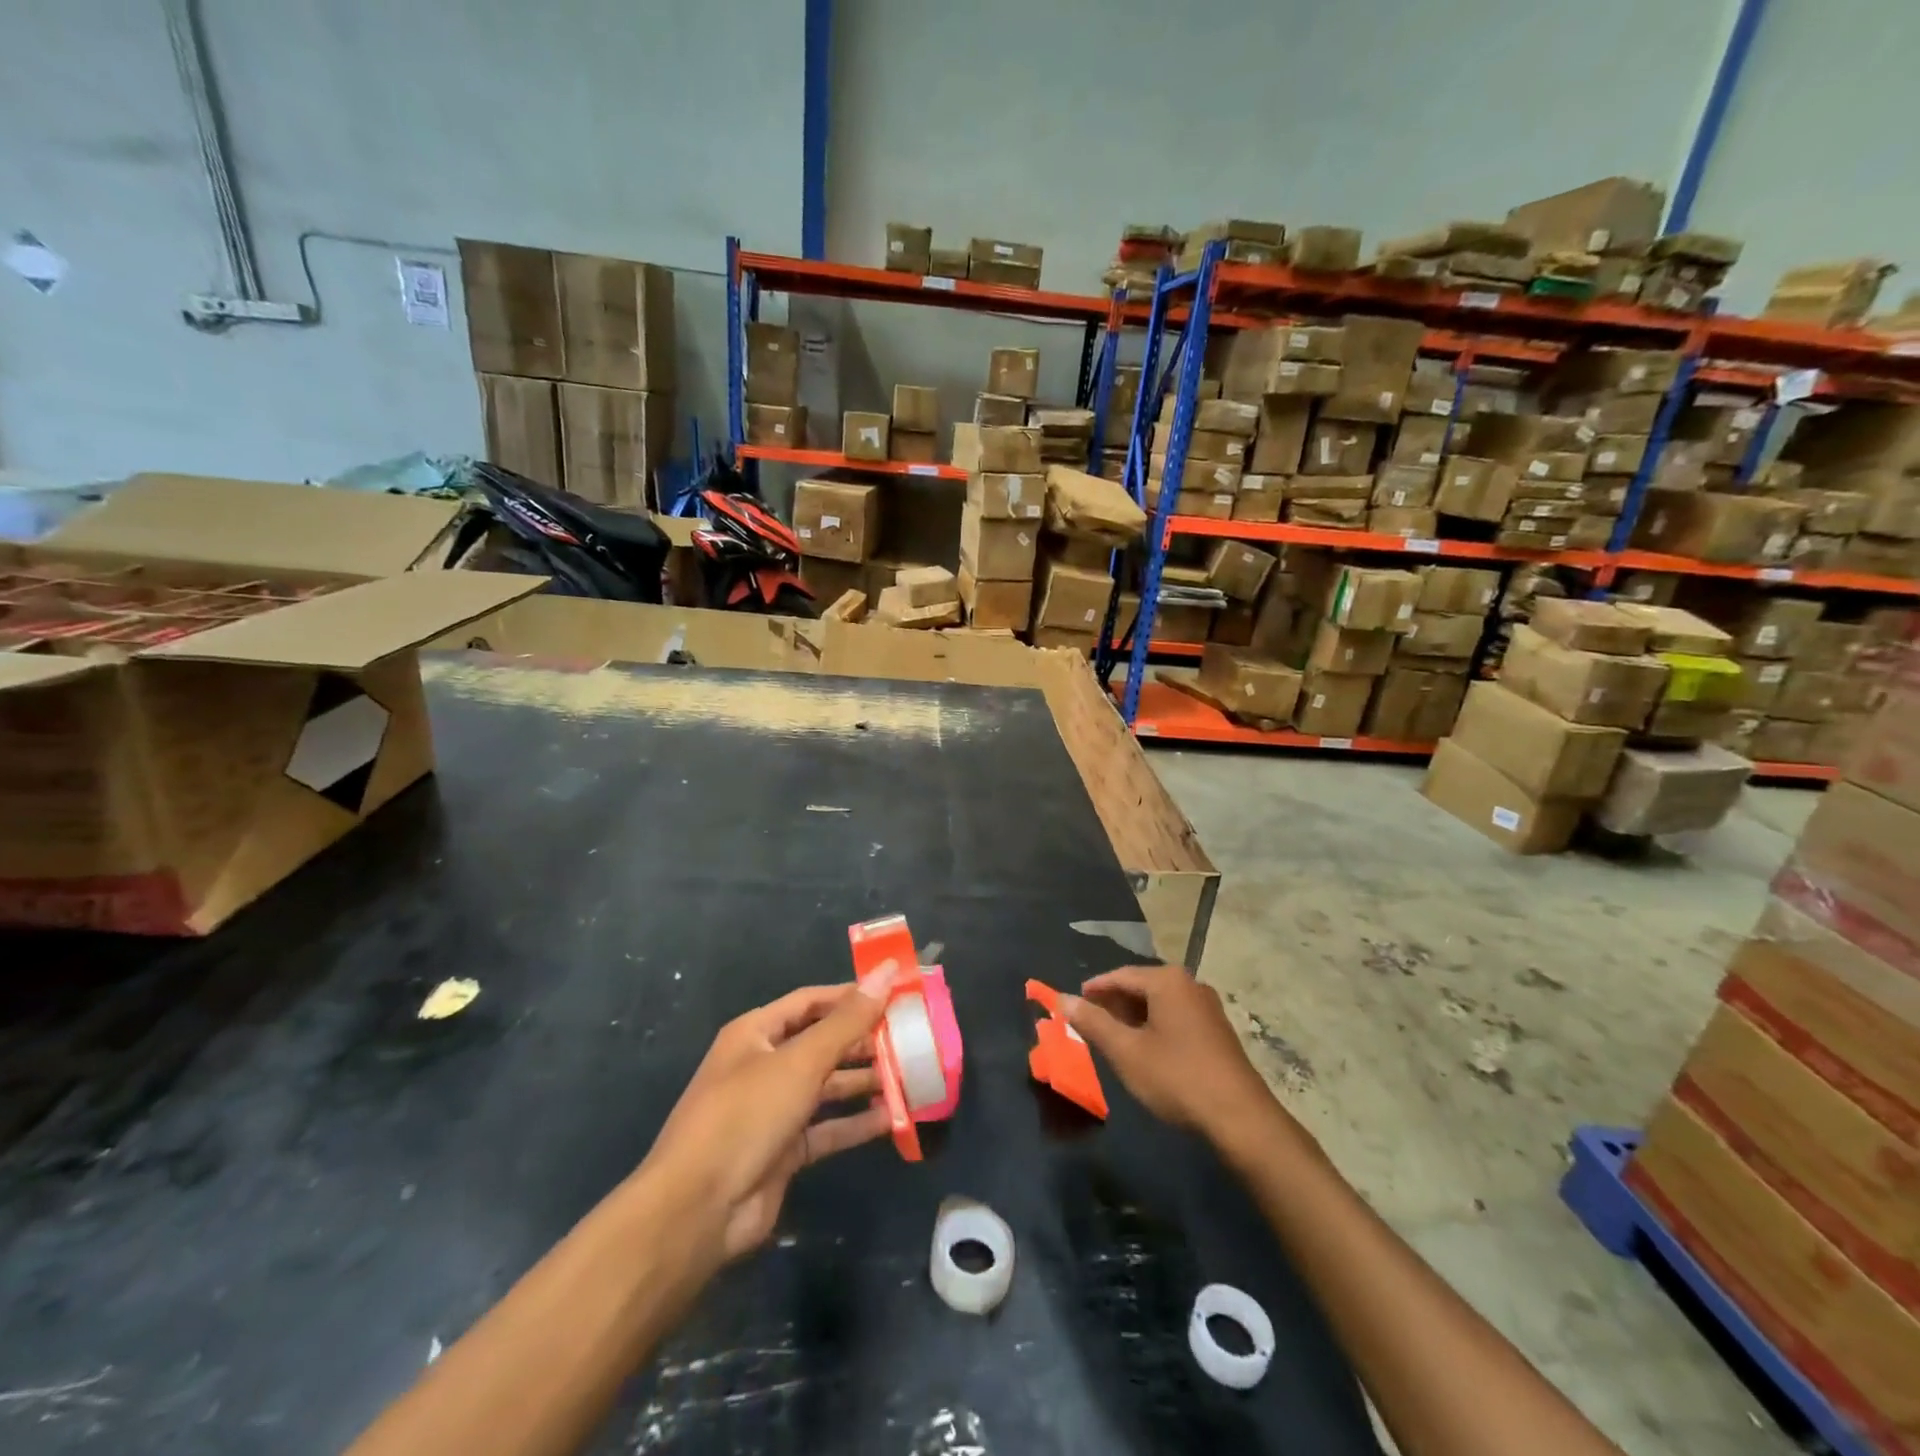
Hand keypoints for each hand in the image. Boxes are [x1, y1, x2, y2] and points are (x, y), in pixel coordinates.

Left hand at [642, 970, 895, 1264]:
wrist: (697, 1211)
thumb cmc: (746, 1116)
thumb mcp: (801, 1062)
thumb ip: (848, 1020)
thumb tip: (887, 971)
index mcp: (756, 1033)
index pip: (811, 1002)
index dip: (851, 996)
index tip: (895, 993)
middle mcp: (764, 1066)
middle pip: (822, 1043)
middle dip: (864, 1041)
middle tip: (911, 1038)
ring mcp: (773, 1110)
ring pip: (827, 1087)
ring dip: (865, 1081)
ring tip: (910, 1075)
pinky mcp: (783, 1151)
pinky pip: (827, 1129)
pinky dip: (856, 1124)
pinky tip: (892, 1119)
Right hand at [1064, 965, 1288, 1149]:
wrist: (1240, 1118)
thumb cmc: (1177, 1077)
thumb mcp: (1126, 1051)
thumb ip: (1092, 1022)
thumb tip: (1062, 999)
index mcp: (1167, 981)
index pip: (1120, 975)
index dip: (1094, 989)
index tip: (1073, 1003)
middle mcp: (1189, 984)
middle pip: (1141, 986)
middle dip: (1113, 1003)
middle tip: (1089, 1022)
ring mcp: (1207, 1007)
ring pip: (1159, 1003)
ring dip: (1133, 1017)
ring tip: (1112, 1037)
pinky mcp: (1217, 1029)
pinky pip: (1175, 1016)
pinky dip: (1154, 1026)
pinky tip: (1145, 1049)